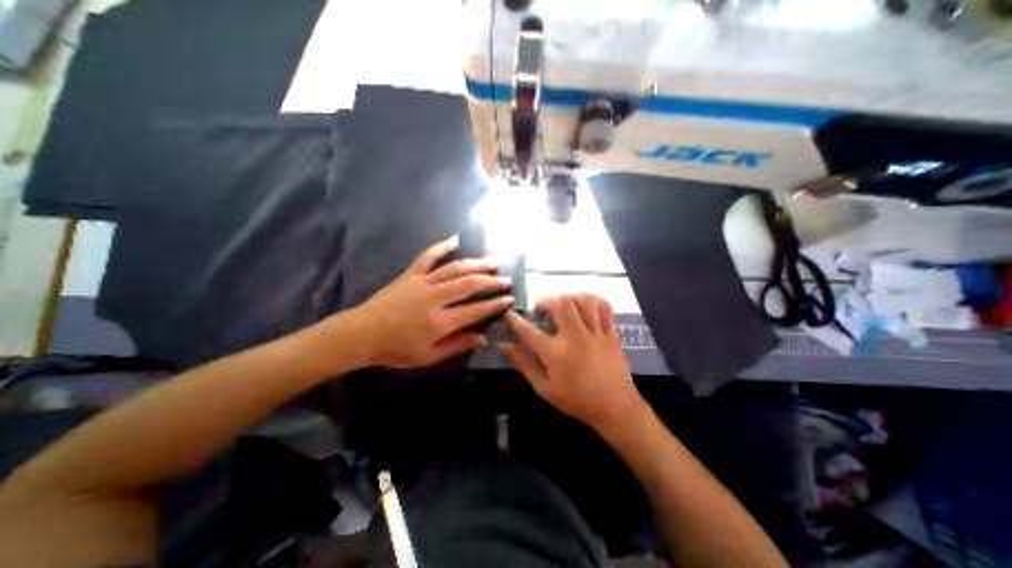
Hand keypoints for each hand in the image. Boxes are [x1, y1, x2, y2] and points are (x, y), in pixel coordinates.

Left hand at [353, 234, 515, 366]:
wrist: (361, 334)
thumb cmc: (396, 349)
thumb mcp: (428, 356)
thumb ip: (457, 346)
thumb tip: (482, 338)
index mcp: (440, 321)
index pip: (476, 310)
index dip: (496, 305)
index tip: (510, 300)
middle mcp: (435, 298)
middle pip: (470, 284)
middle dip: (491, 282)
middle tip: (506, 280)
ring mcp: (423, 282)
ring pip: (455, 268)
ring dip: (476, 264)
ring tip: (492, 262)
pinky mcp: (411, 274)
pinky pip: (427, 256)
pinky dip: (441, 246)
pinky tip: (454, 239)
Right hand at [501, 295, 642, 431]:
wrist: (615, 408)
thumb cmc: (576, 400)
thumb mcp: (544, 388)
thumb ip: (523, 364)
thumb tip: (504, 345)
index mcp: (556, 354)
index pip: (528, 331)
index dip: (514, 320)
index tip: (509, 314)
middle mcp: (575, 338)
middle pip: (561, 303)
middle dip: (547, 301)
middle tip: (542, 310)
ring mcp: (595, 333)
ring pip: (583, 300)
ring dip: (569, 298)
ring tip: (562, 306)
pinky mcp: (611, 333)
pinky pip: (604, 307)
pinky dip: (592, 301)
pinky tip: (585, 306)